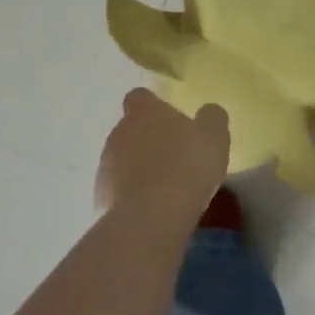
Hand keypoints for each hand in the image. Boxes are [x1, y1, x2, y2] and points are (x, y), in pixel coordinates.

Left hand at [97, 89, 229, 230]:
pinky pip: (117, 190)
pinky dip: (130, 195)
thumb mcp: (214, 136)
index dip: (153, 106)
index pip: (140, 97)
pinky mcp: (99, 197)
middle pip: (129, 129)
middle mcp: (118, 132)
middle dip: (146, 139)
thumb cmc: (187, 166)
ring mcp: (105, 166)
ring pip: (121, 160)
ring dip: (137, 167)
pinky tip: (151, 208)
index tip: (169, 119)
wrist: (152, 217)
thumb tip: (207, 112)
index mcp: (144, 112)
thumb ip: (211, 118)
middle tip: (172, 155)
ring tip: (163, 186)